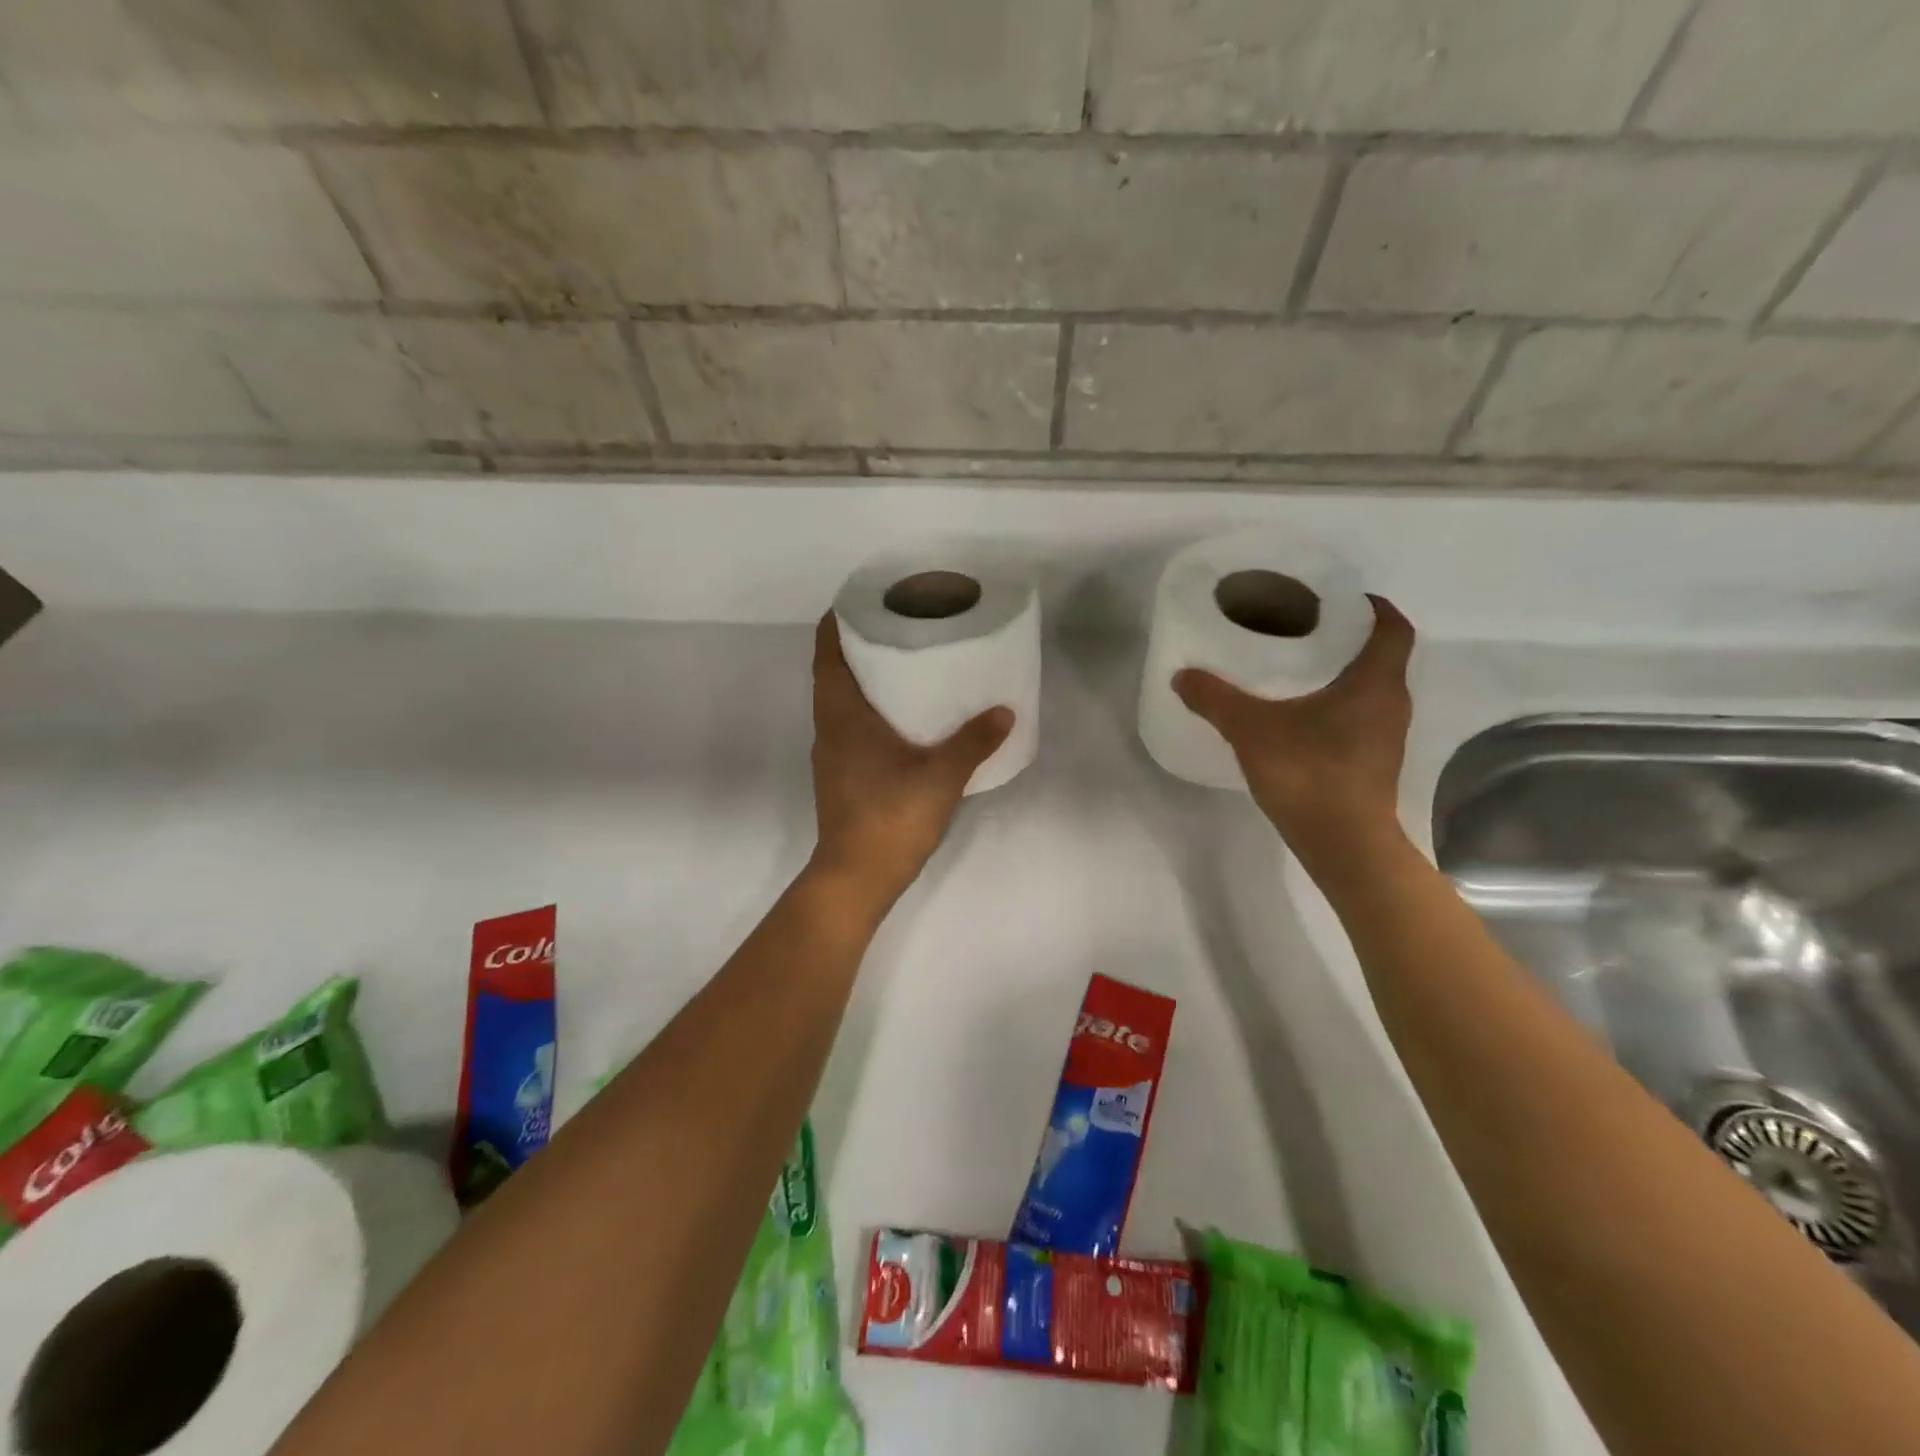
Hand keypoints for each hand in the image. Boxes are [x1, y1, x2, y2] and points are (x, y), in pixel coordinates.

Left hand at [807, 614, 1013, 904]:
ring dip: (863, 678)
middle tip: (899, 626)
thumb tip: (1006, 711)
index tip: (865, 600)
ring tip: (905, 664)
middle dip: (858, 644)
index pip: (827, 652)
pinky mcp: (841, 774)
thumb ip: (973, 742)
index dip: (839, 620)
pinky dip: (868, 709)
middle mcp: (829, 727)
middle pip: (833, 671)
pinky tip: (903, 718)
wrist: (856, 877)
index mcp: (842, 715)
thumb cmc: (890, 818)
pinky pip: (849, 725)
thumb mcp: (941, 777)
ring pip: (840, 700)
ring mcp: (831, 753)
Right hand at [1173, 595, 1414, 863]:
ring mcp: (1386, 735)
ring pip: (1371, 686)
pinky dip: (1338, 703)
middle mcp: (1392, 702)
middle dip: (1347, 637)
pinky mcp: (1374, 761)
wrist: (1343, 843)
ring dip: (1342, 672)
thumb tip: (1183, 676)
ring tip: (1296, 667)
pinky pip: (1362, 715)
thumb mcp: (1251, 729)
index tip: (1337, 600)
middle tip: (1303, 629)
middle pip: (1380, 654)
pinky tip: (1300, 713)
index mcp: (1375, 681)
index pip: (1392, 627)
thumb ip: (1216, 699)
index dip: (1372, 607)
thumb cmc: (1308, 773)